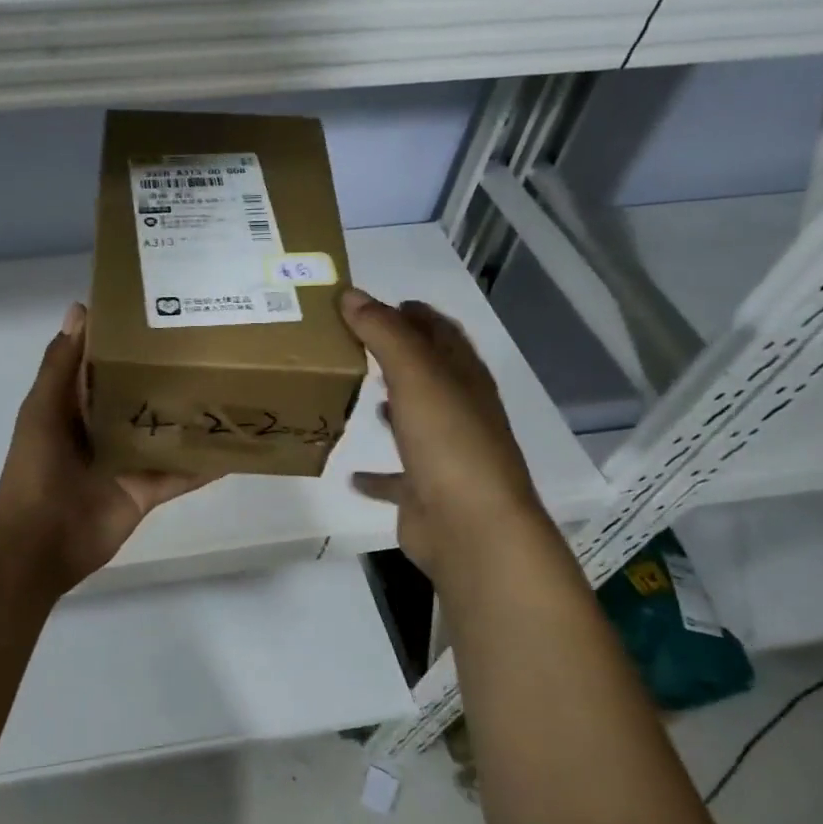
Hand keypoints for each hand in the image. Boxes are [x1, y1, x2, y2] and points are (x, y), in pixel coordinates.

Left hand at [0, 303, 213, 590]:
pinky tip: (238, 447)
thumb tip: (81, 308)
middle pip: (142, 394)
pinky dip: (207, 463)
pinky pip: (182, 473)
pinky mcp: (147, 490)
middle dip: (169, 373)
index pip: (105, 362)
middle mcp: (105, 427)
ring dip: (193, 415)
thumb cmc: (36, 469)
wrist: (40, 542)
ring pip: (166, 431)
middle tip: (215, 343)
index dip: (128, 338)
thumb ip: (62, 365)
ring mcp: (128, 460)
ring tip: (234, 386)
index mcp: (75, 404)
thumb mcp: (43, 409)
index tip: (164, 308)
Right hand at [340, 287, 544, 579]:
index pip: (440, 333)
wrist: (472, 529)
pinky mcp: (424, 492)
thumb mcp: (416, 376)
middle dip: (398, 354)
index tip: (374, 302)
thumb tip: (351, 294)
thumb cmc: (449, 443)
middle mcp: (459, 412)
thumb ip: (383, 333)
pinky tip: (351, 475)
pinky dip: (375, 474)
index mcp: (464, 379)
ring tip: (356, 389)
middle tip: (355, 339)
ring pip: (415, 420)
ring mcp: (444, 454)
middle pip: (429, 373)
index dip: (412, 313)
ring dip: (393, 404)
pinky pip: (395, 478)